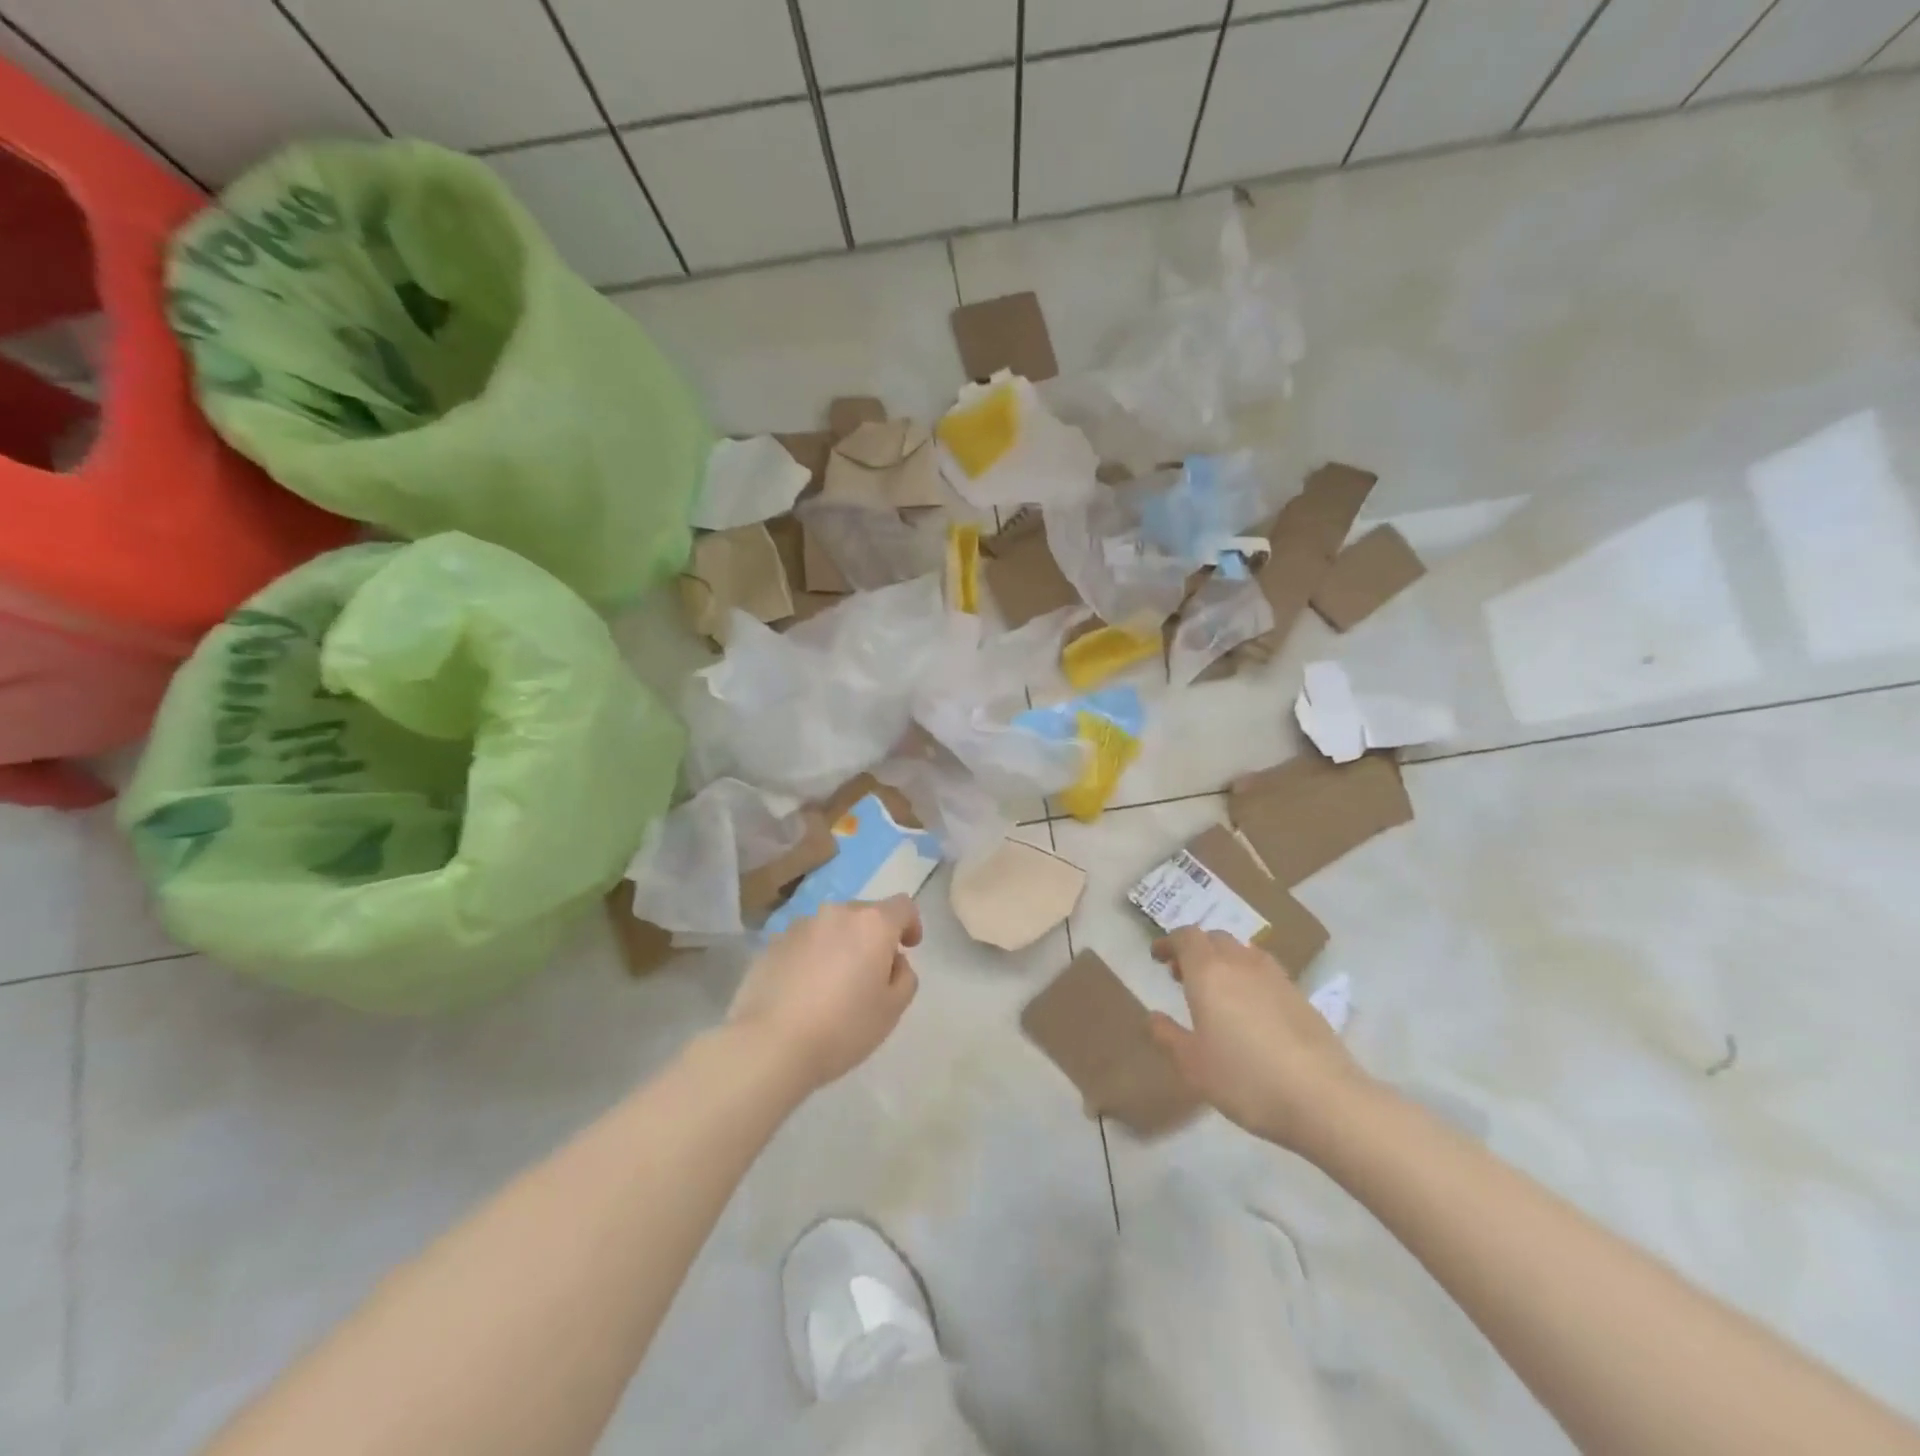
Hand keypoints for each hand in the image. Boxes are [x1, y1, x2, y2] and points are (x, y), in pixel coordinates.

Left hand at [728, 897, 921, 1093]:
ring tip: (834, 984)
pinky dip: (812, 957)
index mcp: (872, 924)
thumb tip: (893, 962)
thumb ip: (905, 977)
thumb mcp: (892, 1010)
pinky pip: (804, 943)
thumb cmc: (842, 1027)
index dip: (911, 924)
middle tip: (872, 974)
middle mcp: (836, 913)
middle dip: (874, 937)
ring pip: (832, 927)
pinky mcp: (772, 943)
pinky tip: (804, 991)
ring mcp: (800, 925)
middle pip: (865, 914)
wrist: (769, 1044)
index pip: (903, 906)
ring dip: (840, 945)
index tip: (909, 948)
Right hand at [1148, 928, 1371, 1151]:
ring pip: (1243, 952)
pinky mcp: (1301, 996)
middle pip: (1215, 938)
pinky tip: (1251, 1011)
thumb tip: (1153, 1017)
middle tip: (1182, 976)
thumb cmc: (1245, 1079)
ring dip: (1224, 961)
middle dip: (1195, 950)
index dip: (1169, 942)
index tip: (1158, 957)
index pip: (1186, 937)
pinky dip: (1249, 978)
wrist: (1323, 1098)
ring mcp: (1276, 977)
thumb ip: (1168, 1036)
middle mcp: (1241, 963)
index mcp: (1209, 972)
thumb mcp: (1193, 1065)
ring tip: (1218, 991)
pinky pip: (1266, 972)